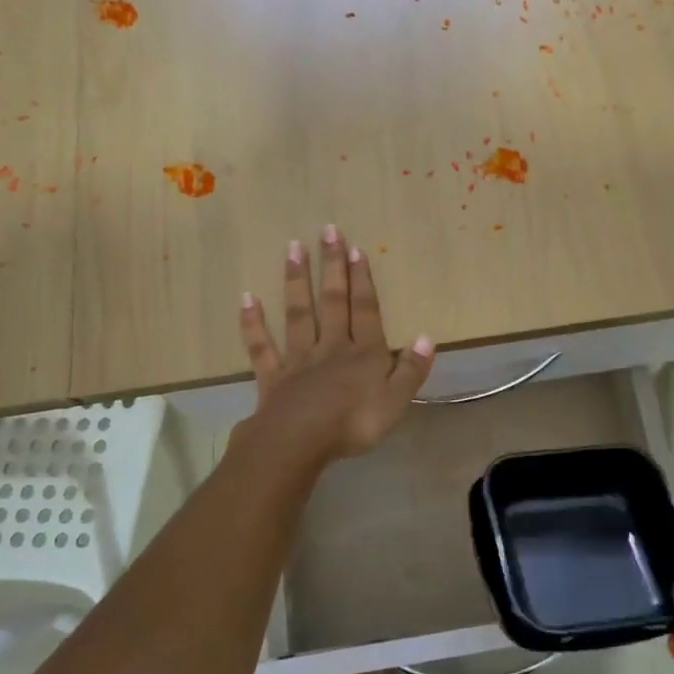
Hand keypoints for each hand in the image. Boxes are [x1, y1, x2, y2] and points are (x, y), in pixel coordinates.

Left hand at [236, 225, 434, 464]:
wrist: (299, 442)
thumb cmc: (354, 423)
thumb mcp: (396, 401)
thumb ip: (411, 370)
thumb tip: (427, 338)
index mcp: (363, 354)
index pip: (365, 310)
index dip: (362, 280)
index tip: (356, 248)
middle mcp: (331, 347)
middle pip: (332, 301)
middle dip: (332, 266)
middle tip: (328, 231)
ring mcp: (298, 359)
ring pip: (298, 314)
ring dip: (296, 280)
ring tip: (293, 248)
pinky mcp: (272, 376)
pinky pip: (261, 346)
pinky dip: (253, 323)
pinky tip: (247, 299)